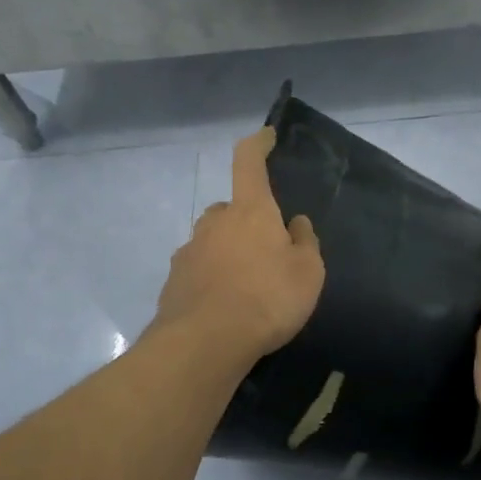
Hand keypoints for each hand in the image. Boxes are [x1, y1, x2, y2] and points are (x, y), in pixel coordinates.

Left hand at [152, 127, 324, 362]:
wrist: (206, 342)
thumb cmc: (267, 299)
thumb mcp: (308, 273)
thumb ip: (304, 243)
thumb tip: (295, 223)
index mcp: (250, 211)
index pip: (249, 163)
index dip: (257, 144)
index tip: (265, 137)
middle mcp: (214, 222)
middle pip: (230, 208)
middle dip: (246, 220)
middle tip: (266, 250)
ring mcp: (189, 251)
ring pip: (212, 240)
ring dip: (228, 252)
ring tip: (246, 286)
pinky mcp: (173, 281)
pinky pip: (198, 269)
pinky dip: (211, 278)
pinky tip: (224, 305)